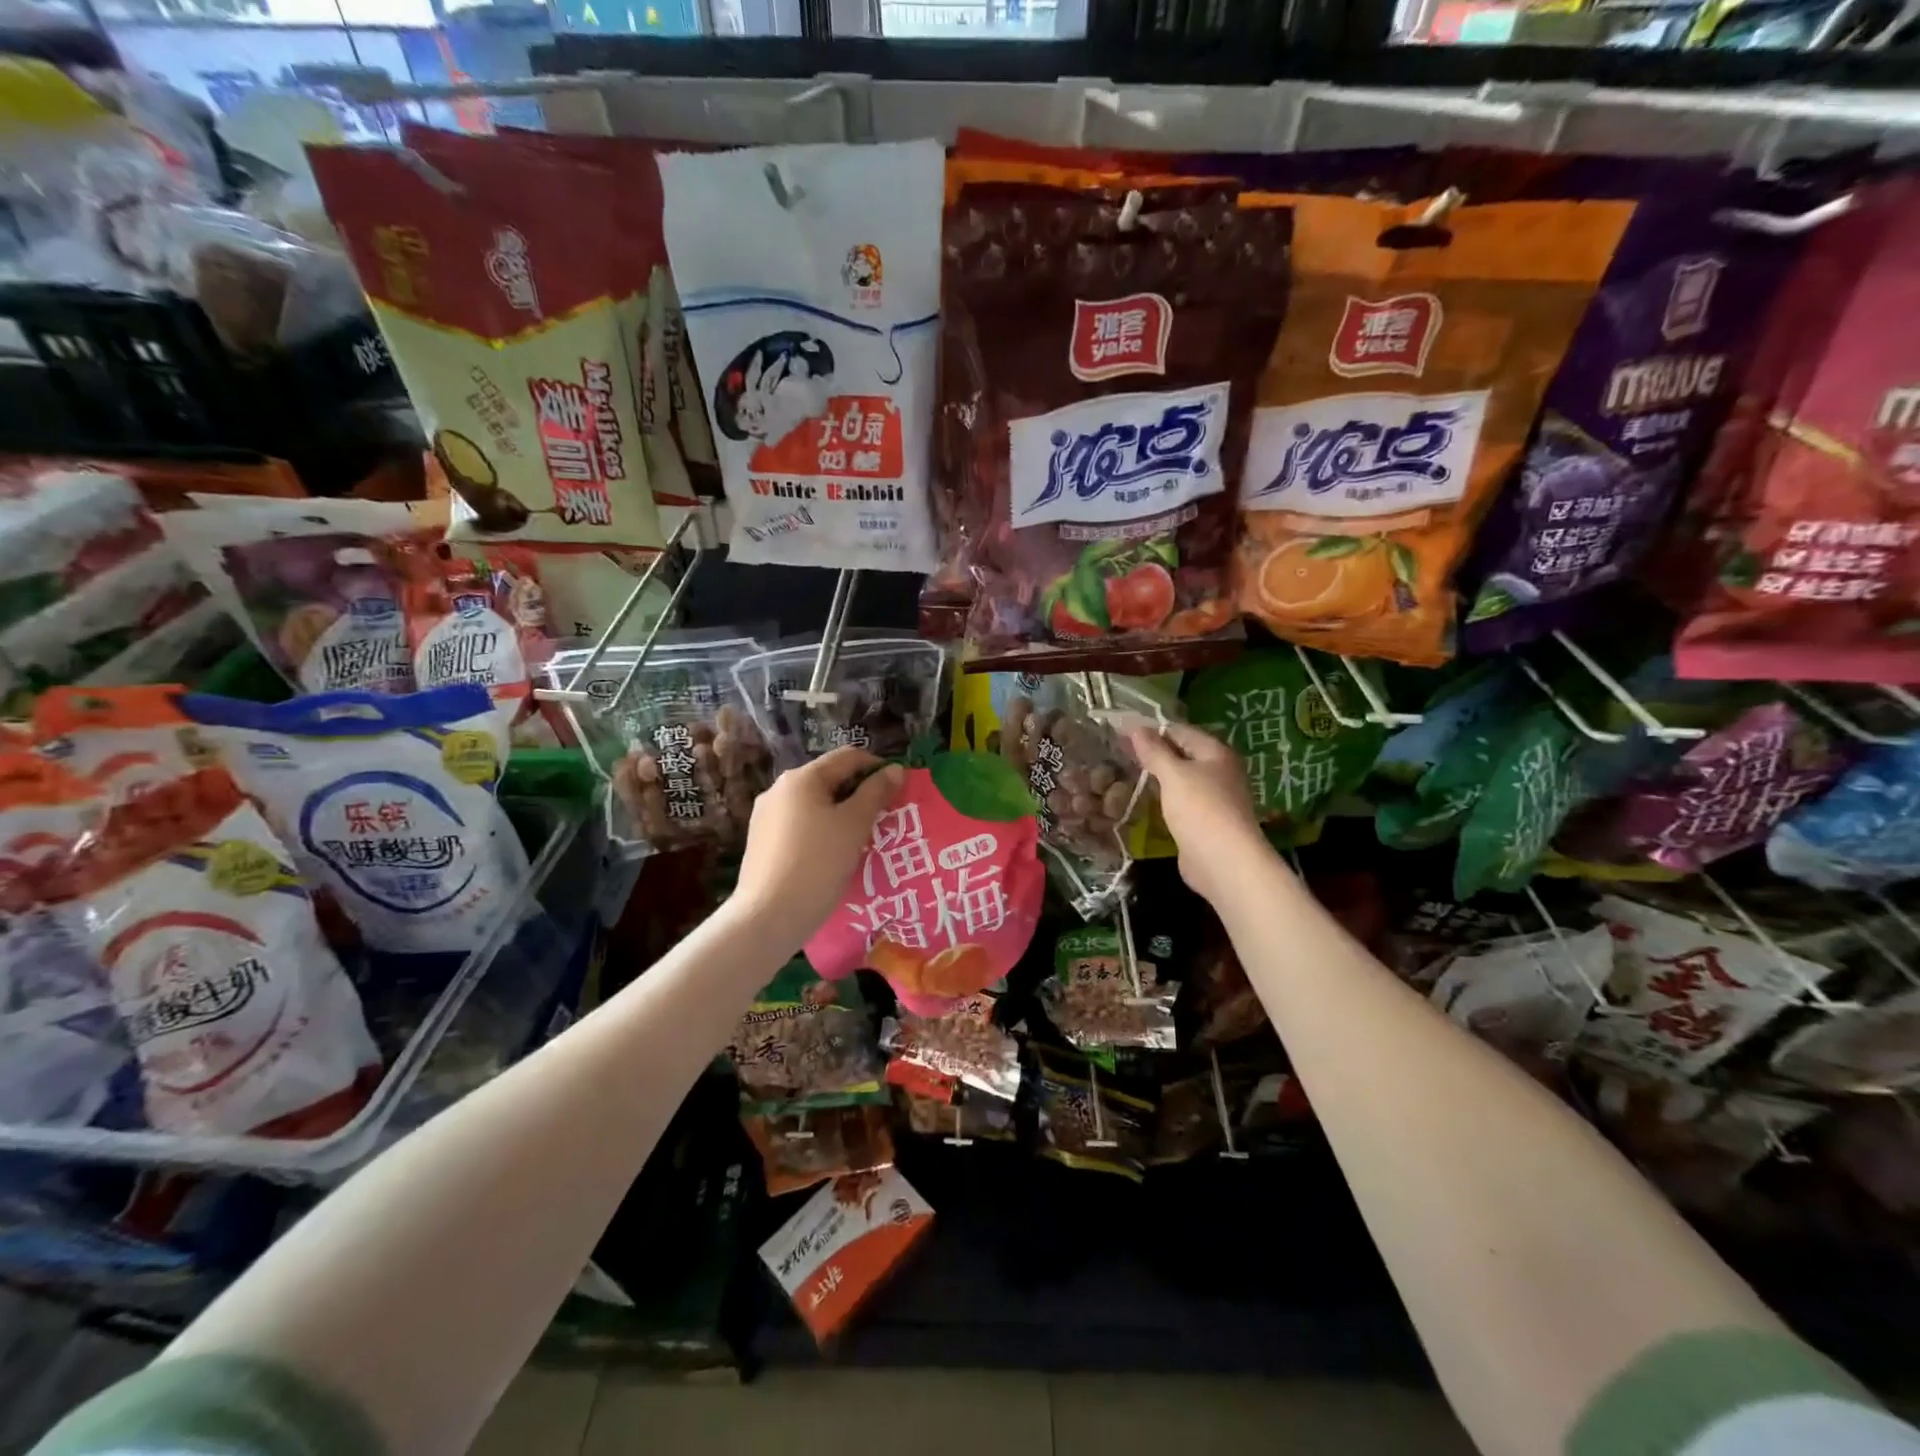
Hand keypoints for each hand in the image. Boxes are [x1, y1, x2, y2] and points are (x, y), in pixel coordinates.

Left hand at [735, 746, 904, 943]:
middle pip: (829, 779)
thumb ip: (876, 792)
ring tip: (861, 839)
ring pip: (814, 803)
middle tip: (883, 818)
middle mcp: (779, 789)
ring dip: (840, 813)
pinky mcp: (760, 841)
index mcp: (802, 778)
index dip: (878, 767)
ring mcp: (765, 815)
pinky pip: (799, 824)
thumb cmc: (818, 864)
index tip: (898, 791)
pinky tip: (831, 855)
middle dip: (859, 793)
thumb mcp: (854, 825)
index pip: (848, 757)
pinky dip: (820, 830)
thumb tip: (895, 769)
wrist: (768, 916)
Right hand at [1127, 723, 1272, 906]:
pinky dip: (1163, 798)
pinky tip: (1142, 800)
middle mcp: (1218, 772)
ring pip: (1180, 780)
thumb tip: (1136, 728)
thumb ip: (1154, 751)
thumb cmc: (1200, 809)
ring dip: (1156, 777)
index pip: (1180, 731)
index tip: (1121, 733)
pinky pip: (1179, 802)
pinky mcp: (1204, 822)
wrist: (1224, 862)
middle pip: (1181, 755)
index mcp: (1216, 753)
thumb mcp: (1174, 774)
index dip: (1151, 730)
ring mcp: (1213, 798)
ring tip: (1124, 774)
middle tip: (1118, 753)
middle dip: (1152, 754)